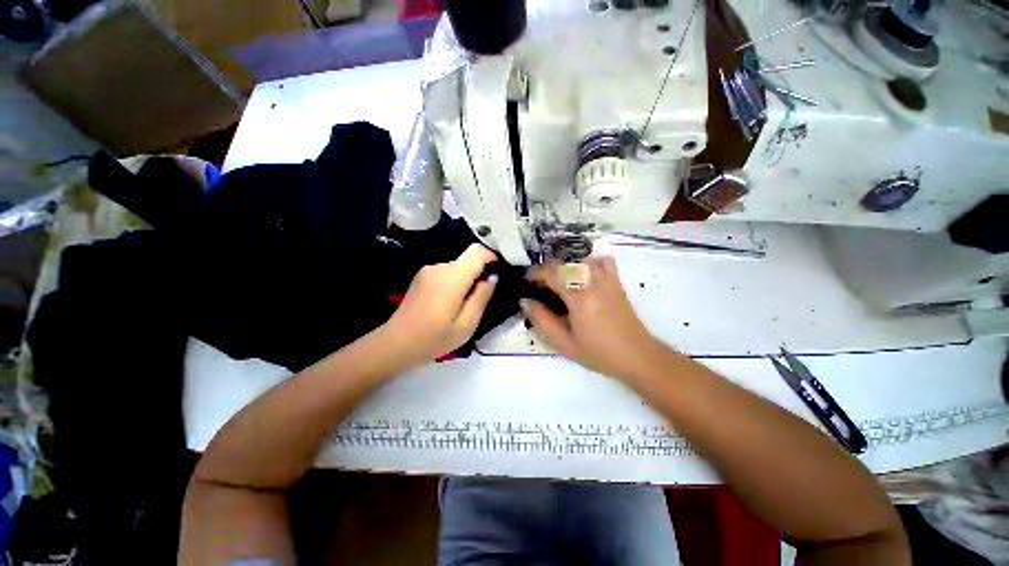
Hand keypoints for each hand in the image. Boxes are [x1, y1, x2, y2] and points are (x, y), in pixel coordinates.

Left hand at [383, 244, 497, 365]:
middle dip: (478, 274)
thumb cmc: (434, 338)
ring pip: (457, 267)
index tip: (496, 274)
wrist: (395, 344)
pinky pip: (446, 273)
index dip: (491, 258)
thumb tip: (492, 278)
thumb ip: (481, 297)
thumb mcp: (466, 324)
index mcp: (452, 277)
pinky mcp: (421, 276)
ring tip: (462, 305)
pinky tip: (447, 303)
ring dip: (465, 280)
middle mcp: (439, 267)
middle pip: (467, 260)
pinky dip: (454, 282)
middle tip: (479, 299)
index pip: (477, 253)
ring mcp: (428, 271)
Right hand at [522, 257, 667, 382]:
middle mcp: (593, 282)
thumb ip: (542, 321)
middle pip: (565, 263)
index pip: (552, 273)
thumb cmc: (598, 352)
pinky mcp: (616, 281)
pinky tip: (583, 275)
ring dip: (565, 266)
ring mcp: (607, 279)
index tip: (527, 280)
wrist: (636, 355)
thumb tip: (525, 301)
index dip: (536, 273)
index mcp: (579, 297)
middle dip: (547, 269)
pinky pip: (601, 261)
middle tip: (540, 285)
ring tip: (558, 282)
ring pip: (581, 260)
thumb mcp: (564, 343)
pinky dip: (589, 262)